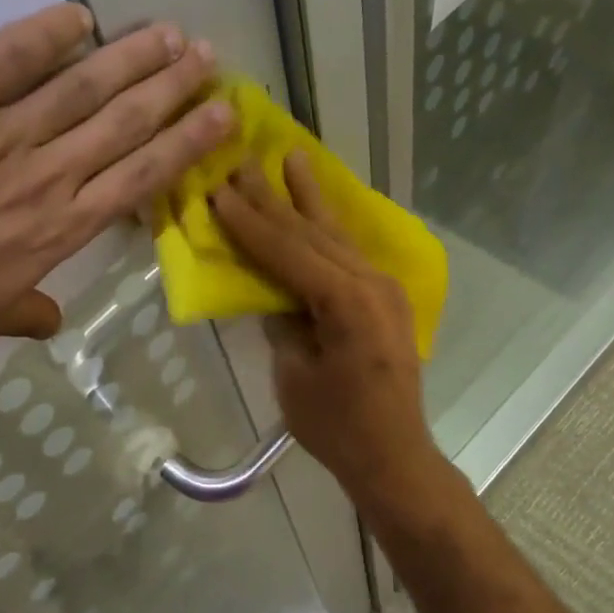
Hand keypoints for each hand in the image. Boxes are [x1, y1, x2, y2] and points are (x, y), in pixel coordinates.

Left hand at [0, 2, 232, 399]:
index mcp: (54, 234)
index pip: (138, 179)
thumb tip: (51, 319)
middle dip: (172, 89)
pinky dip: (43, 34)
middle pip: (124, 125)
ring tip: (170, 33)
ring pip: (80, 87)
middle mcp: (41, 180)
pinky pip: (2, 58)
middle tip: (208, 57)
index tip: (220, 115)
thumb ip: (17, 310)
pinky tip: (78, 16)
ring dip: (131, 57)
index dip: (184, 143)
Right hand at [209, 154, 445, 507]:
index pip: (287, 251)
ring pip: (337, 235)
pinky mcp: (388, 301)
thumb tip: (273, 292)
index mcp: (346, 301)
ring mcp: (385, 289)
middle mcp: (371, 283)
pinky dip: (329, 229)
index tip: (220, 189)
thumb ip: (282, 322)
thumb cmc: (336, 426)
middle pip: (313, 233)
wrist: (393, 454)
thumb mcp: (293, 374)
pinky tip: (320, 208)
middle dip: (275, 198)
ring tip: (293, 158)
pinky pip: (351, 253)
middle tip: (245, 161)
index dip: (250, 222)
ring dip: (310, 199)